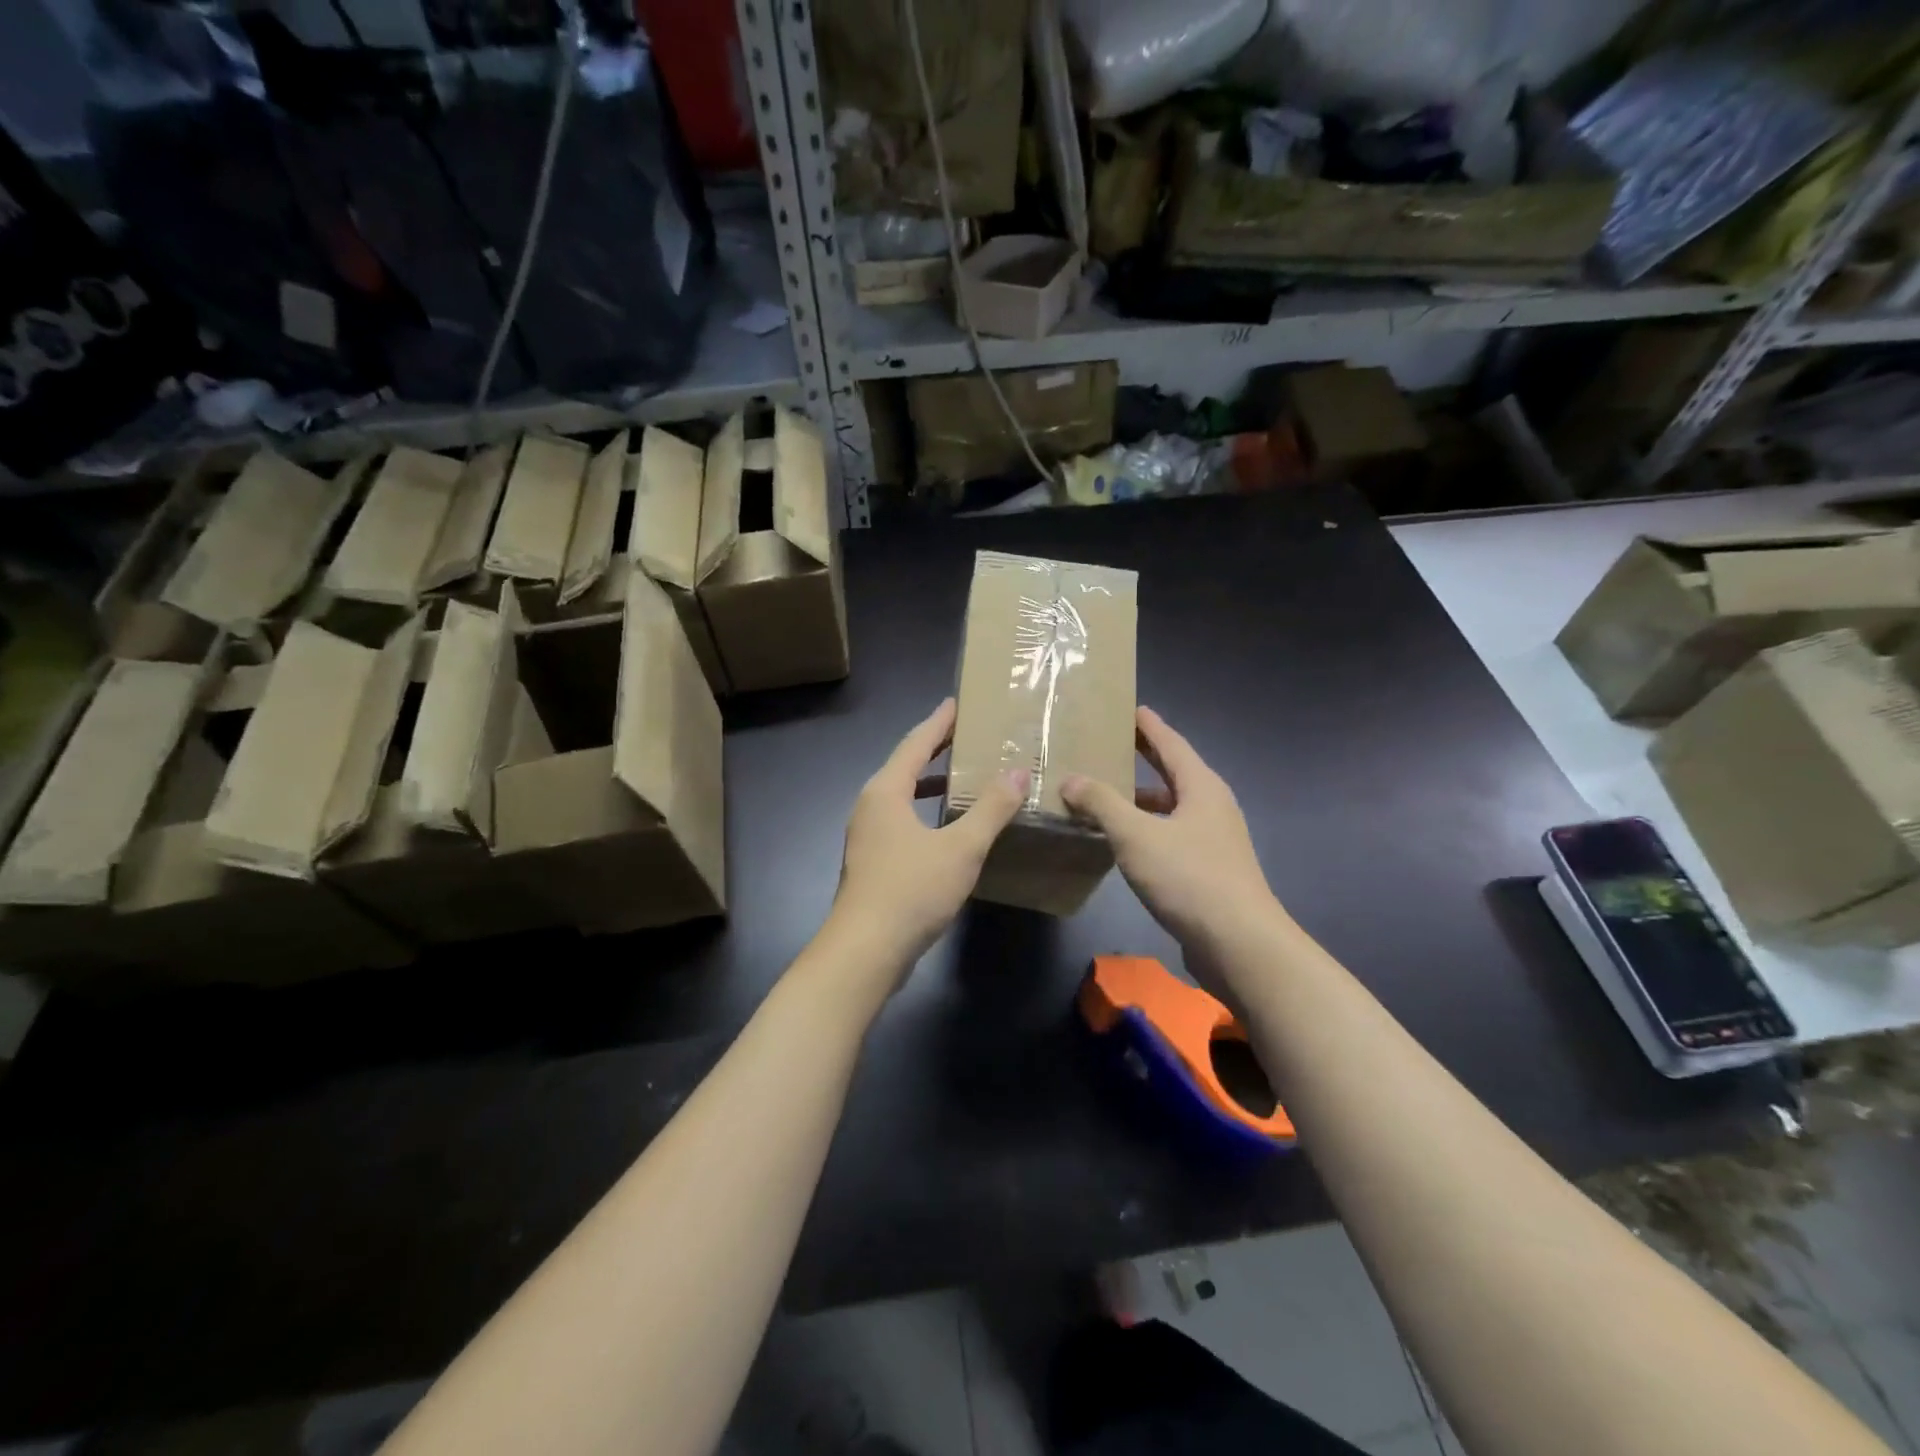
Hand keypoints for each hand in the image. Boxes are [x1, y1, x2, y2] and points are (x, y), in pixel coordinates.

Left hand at [830, 698, 1027, 975]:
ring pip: (902, 796)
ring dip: (930, 783)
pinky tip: (948, 827)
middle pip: (905, 766)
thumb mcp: (961, 847)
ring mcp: (868, 835)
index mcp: (886, 791)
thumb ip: (991, 809)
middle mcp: (871, 806)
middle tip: (967, 735)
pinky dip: (925, 811)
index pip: (916, 743)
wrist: (865, 951)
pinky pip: (902, 820)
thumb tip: (1017, 772)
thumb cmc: (911, 890)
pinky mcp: (873, 861)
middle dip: (935, 749)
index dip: (939, 722)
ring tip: (962, 776)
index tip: (958, 703)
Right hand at [1062, 707, 1280, 952]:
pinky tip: (1123, 841)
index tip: (1130, 708)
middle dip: (1145, 757)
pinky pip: (1171, 834)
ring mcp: (1213, 840)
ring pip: (1171, 807)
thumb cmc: (1189, 877)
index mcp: (1201, 787)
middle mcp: (1211, 807)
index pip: (1171, 744)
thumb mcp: (1136, 835)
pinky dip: (1146, 828)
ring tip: (1106, 792)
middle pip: (1173, 772)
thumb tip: (1071, 779)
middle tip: (1113, 742)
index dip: (1149, 726)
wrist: (1239, 943)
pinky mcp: (1208, 870)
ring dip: (1142, 798)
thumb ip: (1101, 804)